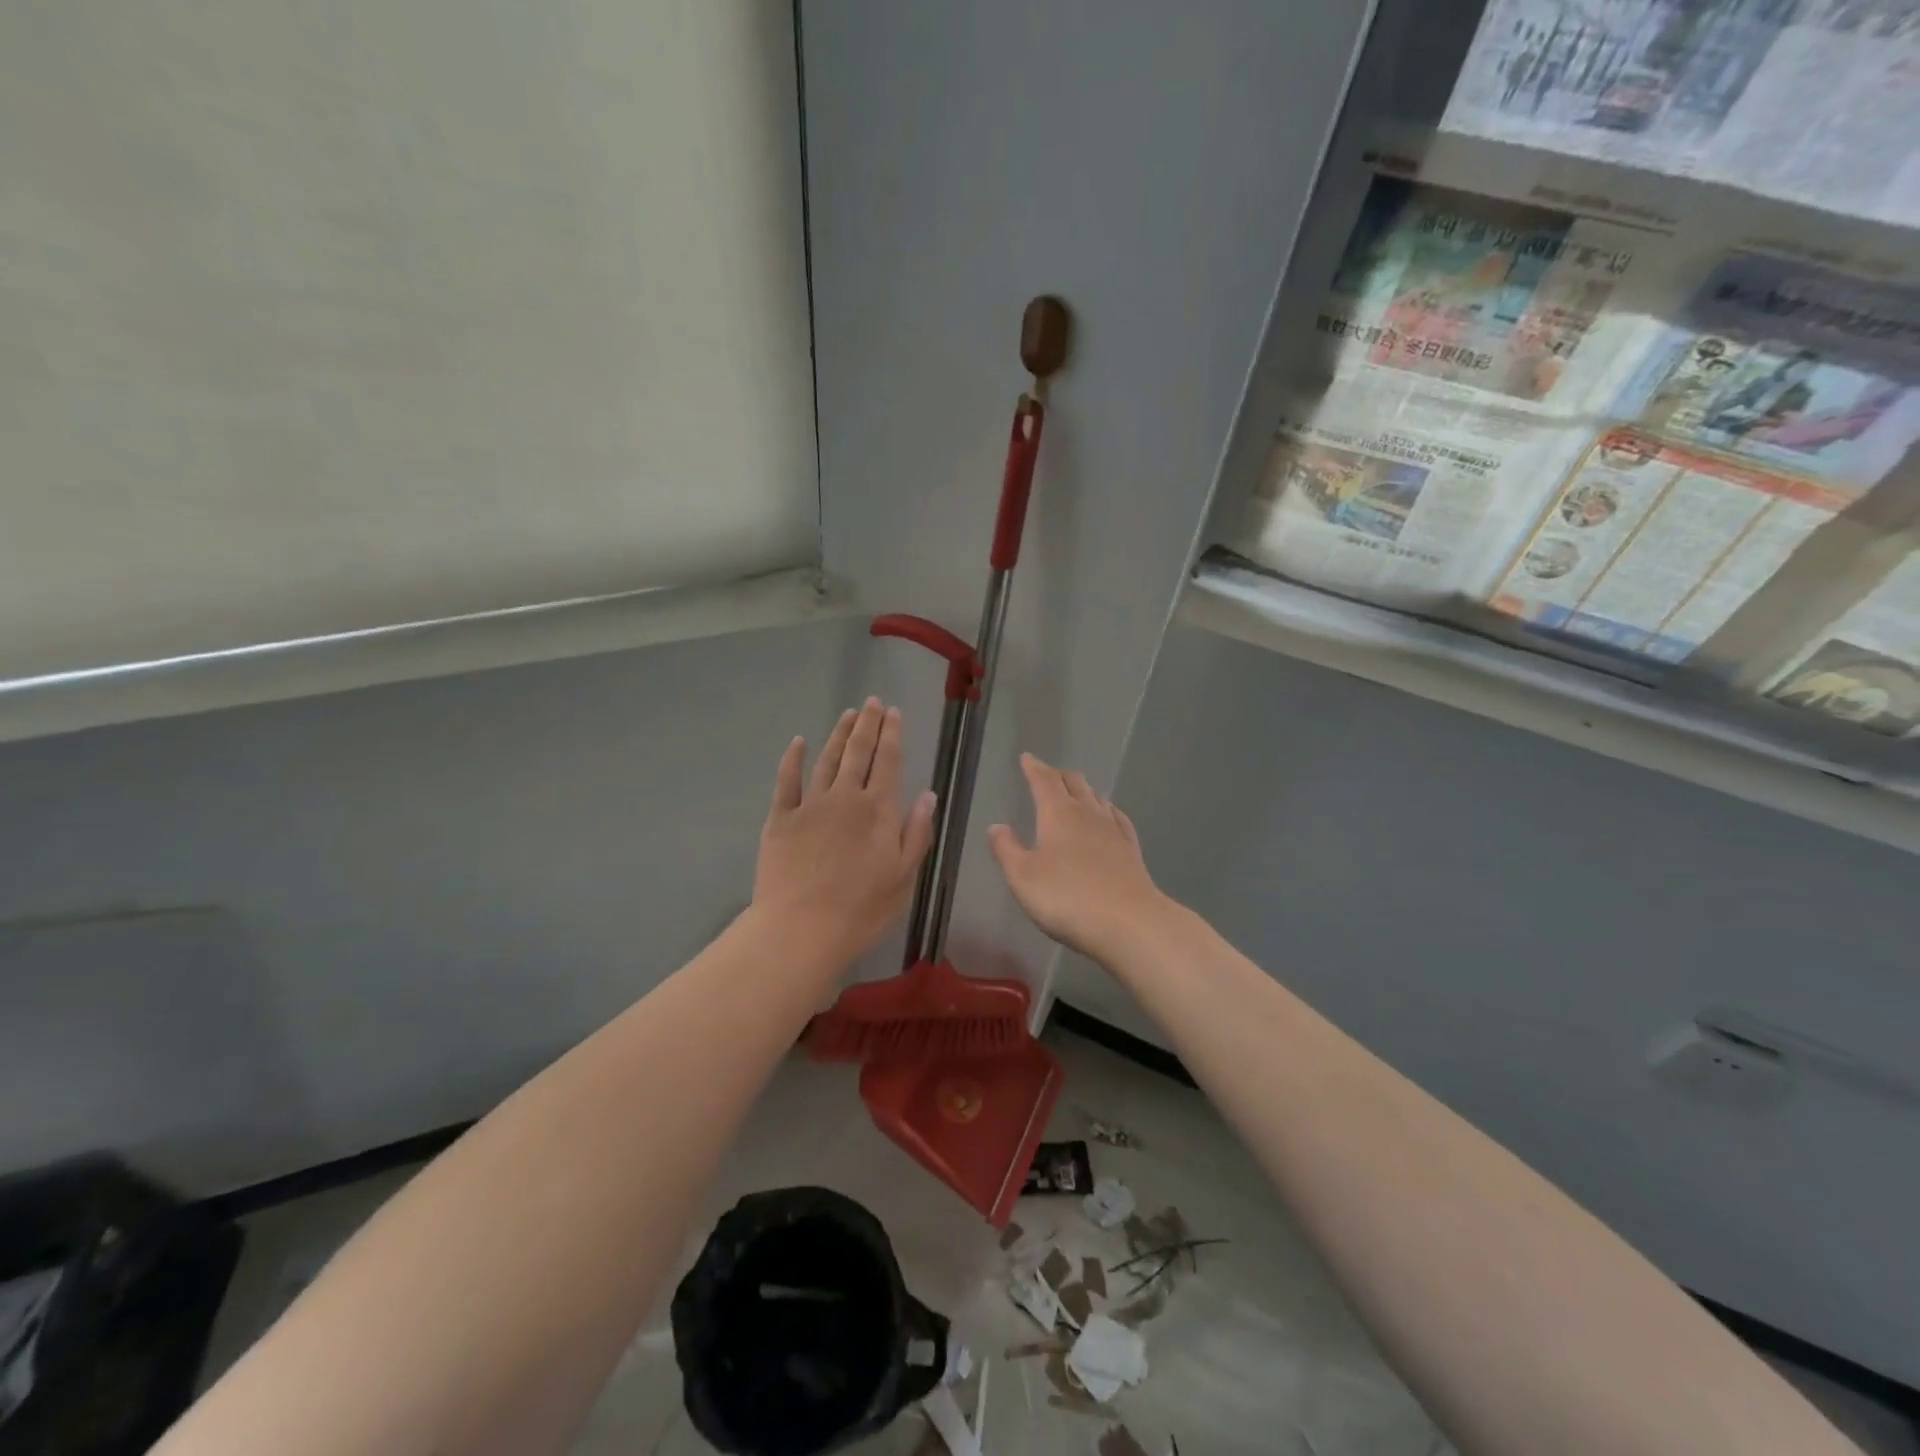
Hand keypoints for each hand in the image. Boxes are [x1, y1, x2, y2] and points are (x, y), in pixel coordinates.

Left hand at [753, 698, 936, 963]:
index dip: (892, 734)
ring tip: (848, 714)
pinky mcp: (780, 818)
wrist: (800, 929)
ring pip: (826, 759)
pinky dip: (793, 758)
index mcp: (878, 810)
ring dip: (838, 734)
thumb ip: (917, 832)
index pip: (888, 761)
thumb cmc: (861, 910)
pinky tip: (798, 742)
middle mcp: (845, 797)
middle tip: (872, 702)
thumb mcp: (904, 877)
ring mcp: (809, 805)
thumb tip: (928, 794)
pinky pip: (787, 780)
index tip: (894, 712)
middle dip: (868, 724)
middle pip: (858, 752)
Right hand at [989, 754, 1165, 963]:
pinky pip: (1118, 818)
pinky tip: (1109, 815)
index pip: (1044, 781)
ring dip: (1083, 790)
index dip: (1034, 768)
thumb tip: (996, 826)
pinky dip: (1108, 810)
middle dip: (1058, 775)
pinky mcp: (1131, 850)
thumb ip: (1006, 850)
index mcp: (1058, 814)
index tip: (1027, 758)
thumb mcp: (1022, 877)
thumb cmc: (1066, 898)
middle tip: (1047, 773)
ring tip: (1075, 791)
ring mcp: (1114, 831)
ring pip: (1097, 798)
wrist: (1129, 923)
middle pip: (1074, 783)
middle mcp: (1088, 813)